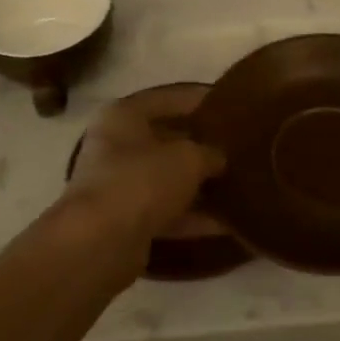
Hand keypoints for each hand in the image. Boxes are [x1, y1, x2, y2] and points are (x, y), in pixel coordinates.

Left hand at [63, 86, 224, 248]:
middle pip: (165, 140)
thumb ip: (209, 152)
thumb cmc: (142, 180)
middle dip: (200, 145)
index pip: (167, 98)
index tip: (229, 104)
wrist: (100, 242)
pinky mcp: (126, 221)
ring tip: (239, 183)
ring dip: (199, 184)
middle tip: (238, 146)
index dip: (198, 99)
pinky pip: (167, 212)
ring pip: (167, 179)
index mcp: (123, 116)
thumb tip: (218, 158)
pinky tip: (228, 222)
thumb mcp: (188, 157)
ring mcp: (119, 186)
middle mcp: (116, 147)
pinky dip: (194, 217)